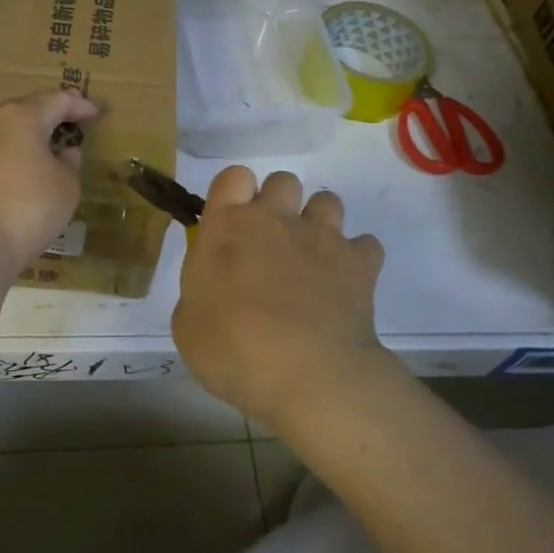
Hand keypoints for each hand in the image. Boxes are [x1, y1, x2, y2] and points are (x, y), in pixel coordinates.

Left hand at [0, 89, 98, 273]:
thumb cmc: (31, 207)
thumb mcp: (66, 186)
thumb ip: (70, 163)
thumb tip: (66, 152)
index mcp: (21, 116)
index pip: (56, 100)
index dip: (78, 105)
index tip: (94, 112)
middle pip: (25, 108)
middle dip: (48, 113)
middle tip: (69, 119)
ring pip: (2, 127)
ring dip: (24, 132)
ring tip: (44, 142)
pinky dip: (7, 151)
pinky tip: (18, 165)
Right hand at [172, 167, 389, 430]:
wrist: (309, 376)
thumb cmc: (234, 350)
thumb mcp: (188, 326)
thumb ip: (199, 292)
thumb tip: (212, 288)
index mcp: (227, 226)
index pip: (233, 176)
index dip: (234, 193)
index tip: (231, 223)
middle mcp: (276, 219)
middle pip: (282, 181)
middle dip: (278, 203)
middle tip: (269, 243)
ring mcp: (322, 237)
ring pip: (327, 201)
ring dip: (318, 223)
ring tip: (310, 259)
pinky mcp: (360, 263)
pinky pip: (364, 244)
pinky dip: (356, 259)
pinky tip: (344, 284)